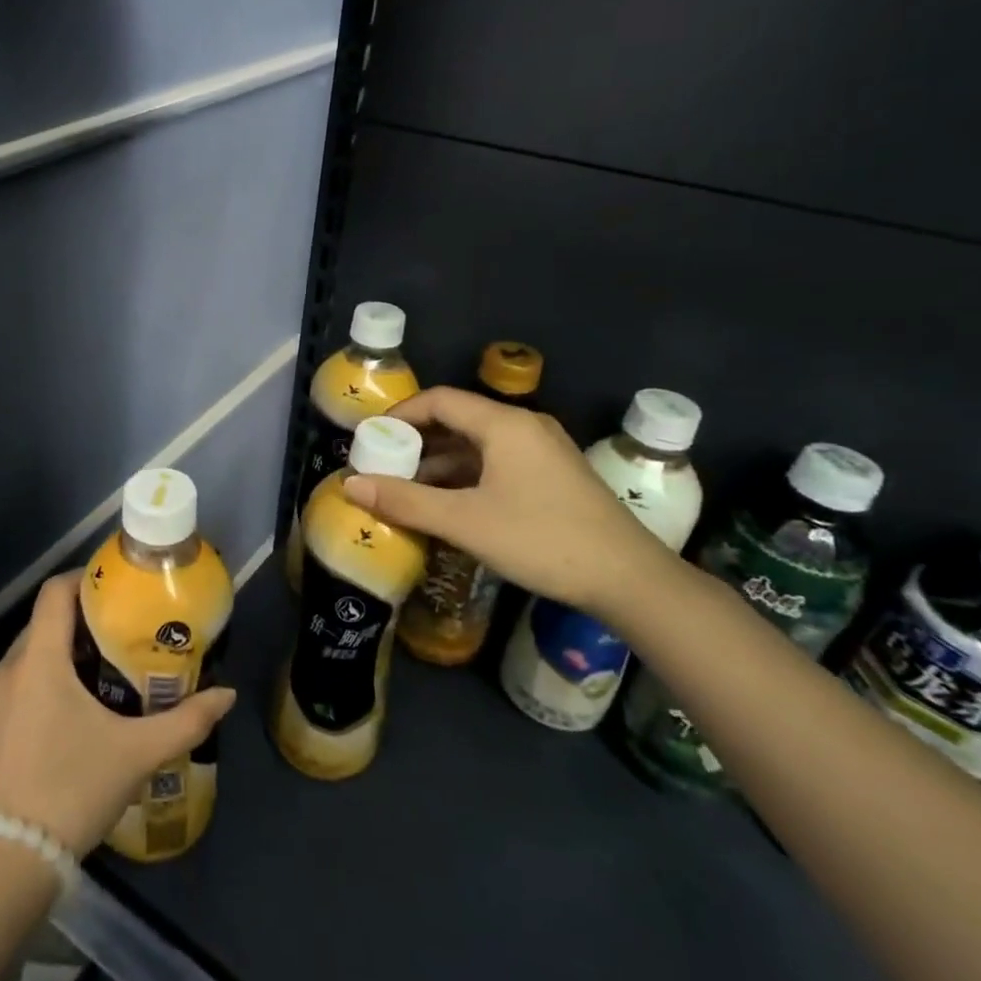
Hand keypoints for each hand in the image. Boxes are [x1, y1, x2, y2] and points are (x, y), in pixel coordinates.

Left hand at [0, 572, 236, 856]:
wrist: (2, 864)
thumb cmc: (72, 792)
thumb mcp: (136, 756)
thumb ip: (185, 721)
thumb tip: (227, 696)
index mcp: (40, 660)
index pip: (55, 593)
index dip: (83, 580)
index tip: (111, 591)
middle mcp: (3, 672)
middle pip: (41, 629)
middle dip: (75, 630)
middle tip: (112, 647)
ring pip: (21, 666)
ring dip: (51, 667)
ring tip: (85, 692)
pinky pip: (2, 701)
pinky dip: (27, 700)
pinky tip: (49, 736)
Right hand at [344, 386, 674, 617]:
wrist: (630, 580)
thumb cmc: (542, 540)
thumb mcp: (465, 522)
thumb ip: (405, 501)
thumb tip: (350, 485)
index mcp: (504, 424)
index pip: (439, 400)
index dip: (399, 416)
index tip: (370, 440)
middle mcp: (524, 427)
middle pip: (457, 421)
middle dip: (416, 443)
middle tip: (382, 467)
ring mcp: (542, 452)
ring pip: (477, 445)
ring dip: (439, 464)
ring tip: (406, 490)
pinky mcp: (552, 477)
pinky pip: (496, 463)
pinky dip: (465, 477)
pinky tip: (447, 505)